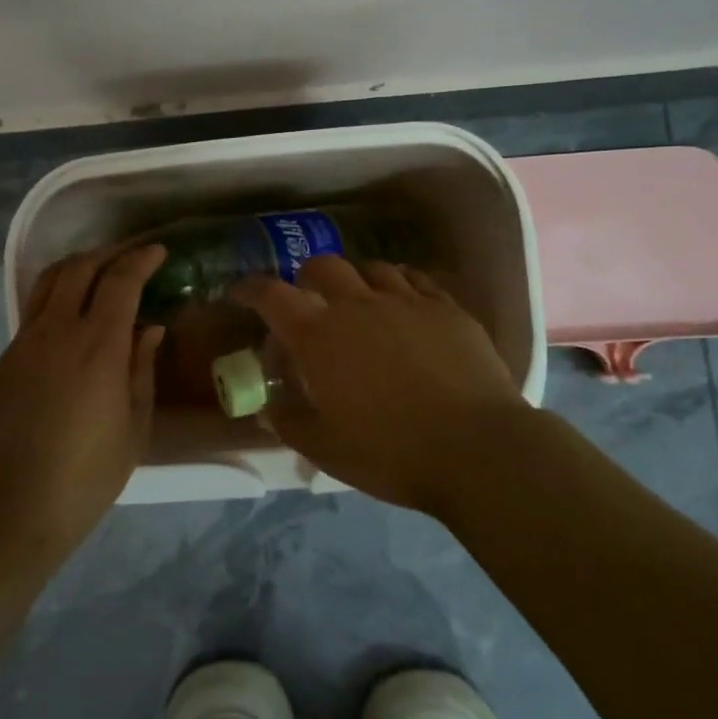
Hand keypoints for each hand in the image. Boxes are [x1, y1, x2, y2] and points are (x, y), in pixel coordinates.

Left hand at [0, 244, 166, 566]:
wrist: (12, 511)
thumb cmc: (86, 477)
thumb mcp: (133, 427)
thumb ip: (142, 368)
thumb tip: (149, 327)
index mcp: (98, 346)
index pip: (120, 280)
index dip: (141, 260)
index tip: (159, 252)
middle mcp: (58, 331)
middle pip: (80, 268)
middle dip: (109, 254)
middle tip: (131, 258)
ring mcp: (25, 342)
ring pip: (50, 281)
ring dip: (78, 266)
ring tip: (100, 272)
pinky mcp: (5, 359)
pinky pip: (34, 309)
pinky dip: (58, 294)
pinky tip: (72, 314)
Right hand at [231, 256, 525, 514]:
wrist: (477, 449)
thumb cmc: (390, 452)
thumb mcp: (326, 448)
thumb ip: (290, 422)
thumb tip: (269, 406)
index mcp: (319, 336)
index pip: (271, 296)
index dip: (250, 289)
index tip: (240, 294)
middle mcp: (358, 305)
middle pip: (322, 267)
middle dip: (306, 278)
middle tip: (309, 301)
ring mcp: (406, 301)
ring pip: (371, 268)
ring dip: (356, 280)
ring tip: (359, 303)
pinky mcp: (446, 308)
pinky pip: (415, 279)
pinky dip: (399, 284)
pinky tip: (404, 304)